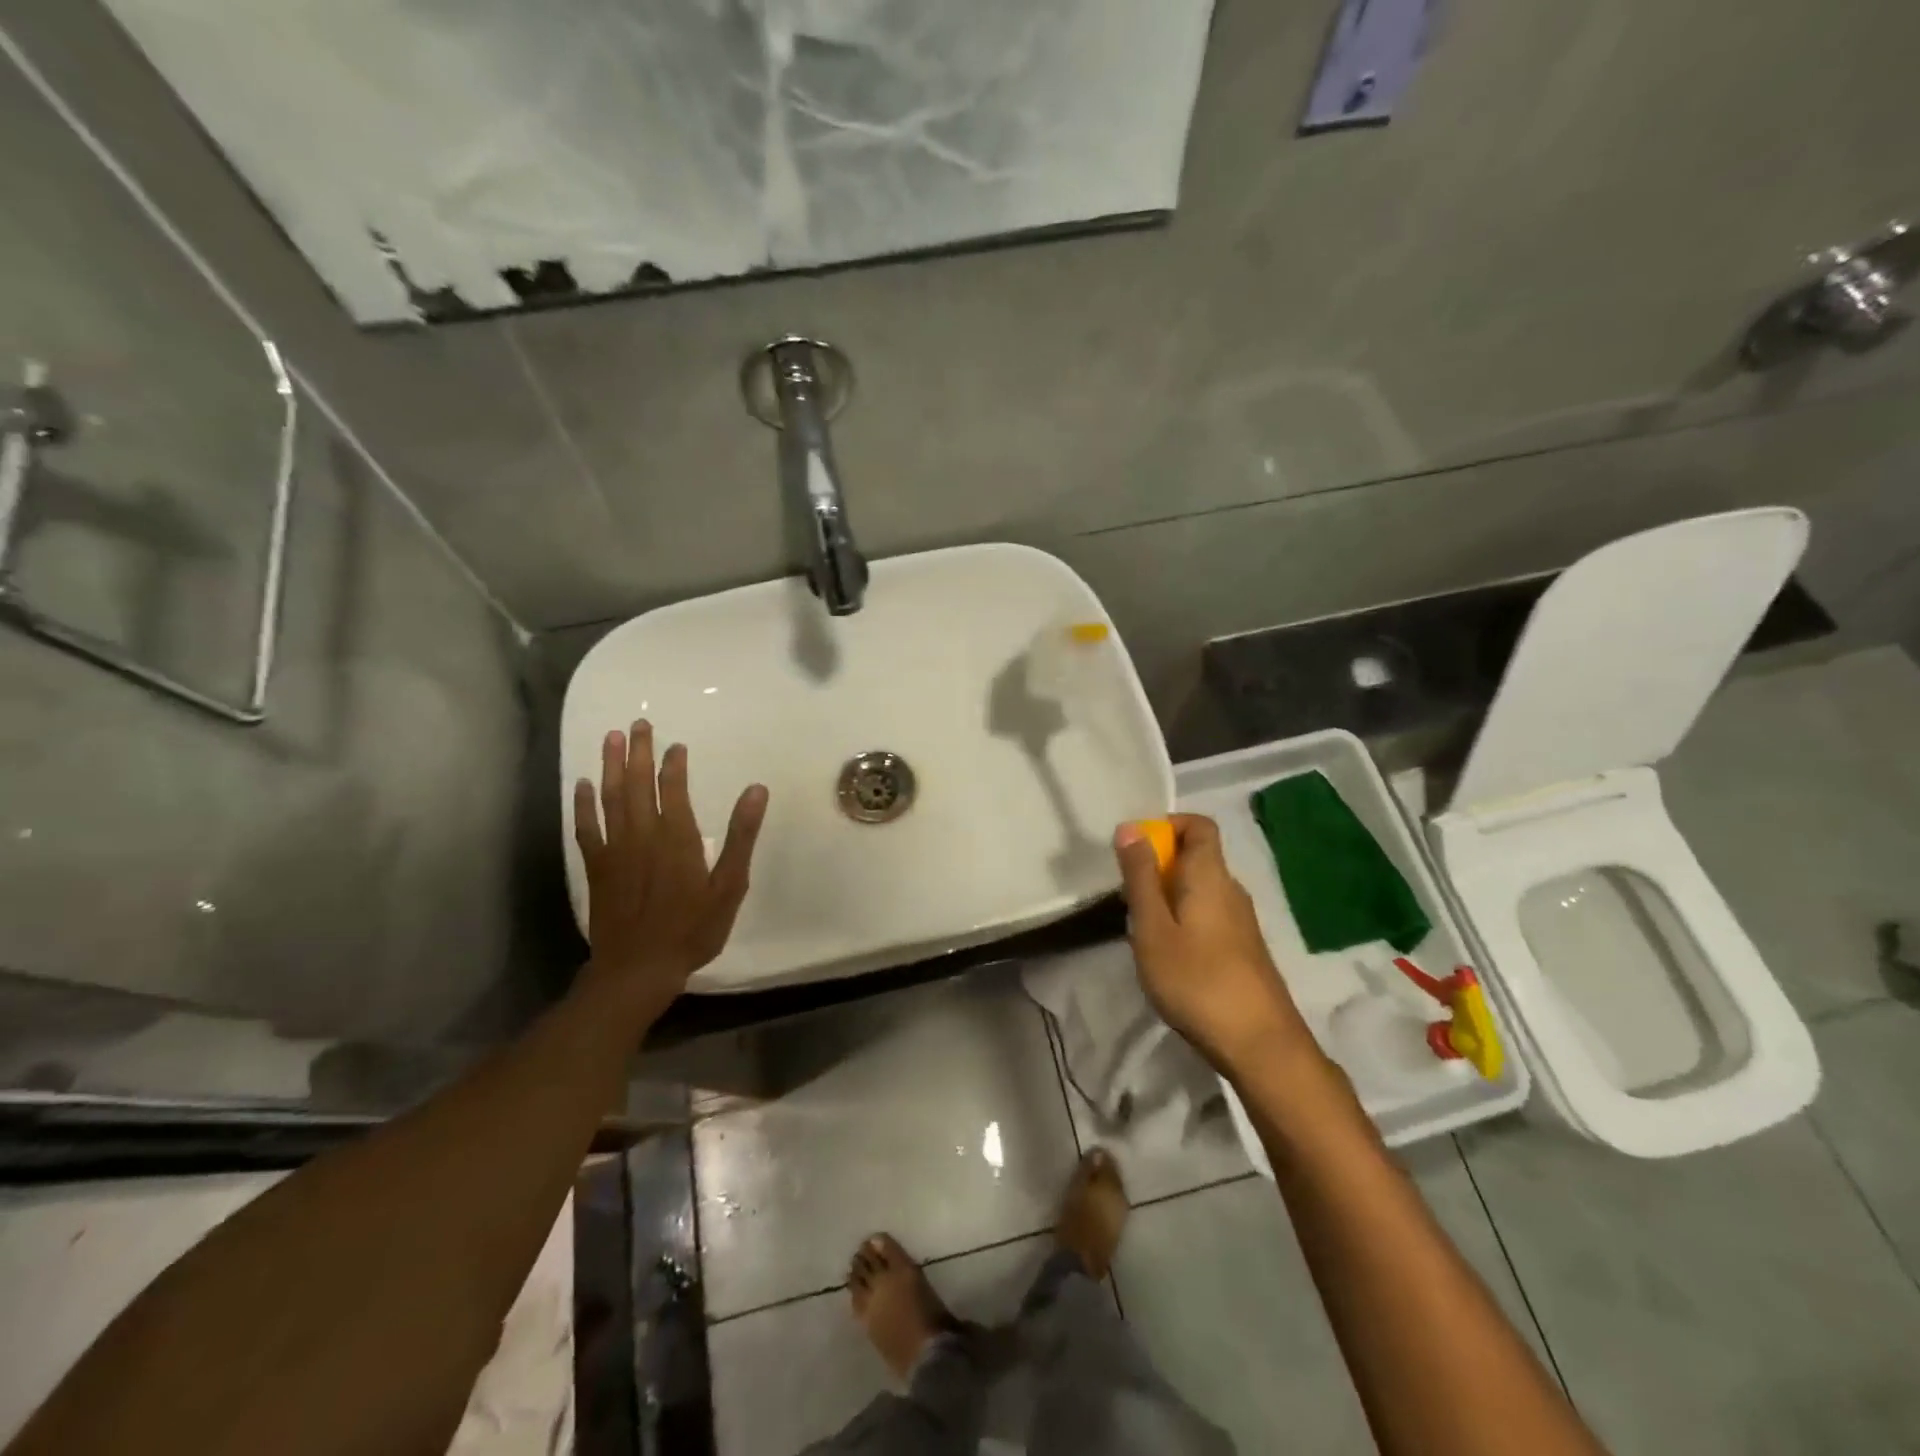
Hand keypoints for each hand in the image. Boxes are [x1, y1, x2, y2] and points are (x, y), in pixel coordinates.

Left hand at [573, 721, 768, 1020]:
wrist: (638, 968)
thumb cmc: (692, 928)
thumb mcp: (729, 885)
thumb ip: (741, 835)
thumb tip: (756, 790)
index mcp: (677, 837)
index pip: (673, 788)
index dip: (673, 763)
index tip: (674, 743)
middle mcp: (643, 834)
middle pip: (637, 783)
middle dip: (638, 752)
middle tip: (638, 724)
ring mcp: (615, 849)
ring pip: (610, 797)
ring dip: (609, 766)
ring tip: (610, 738)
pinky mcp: (597, 867)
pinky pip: (587, 827)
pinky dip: (583, 804)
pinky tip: (582, 785)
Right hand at [1114, 814, 1316, 1077]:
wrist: (1261, 1045)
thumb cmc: (1197, 981)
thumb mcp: (1153, 928)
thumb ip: (1140, 877)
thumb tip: (1131, 827)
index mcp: (1211, 875)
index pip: (1199, 824)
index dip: (1167, 824)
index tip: (1135, 849)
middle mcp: (1231, 889)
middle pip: (1197, 855)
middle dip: (1159, 864)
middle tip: (1129, 897)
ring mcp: (1241, 921)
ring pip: (1200, 887)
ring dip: (1168, 894)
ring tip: (1143, 929)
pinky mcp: (1243, 948)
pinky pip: (1208, 913)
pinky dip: (1183, 918)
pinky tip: (1169, 955)